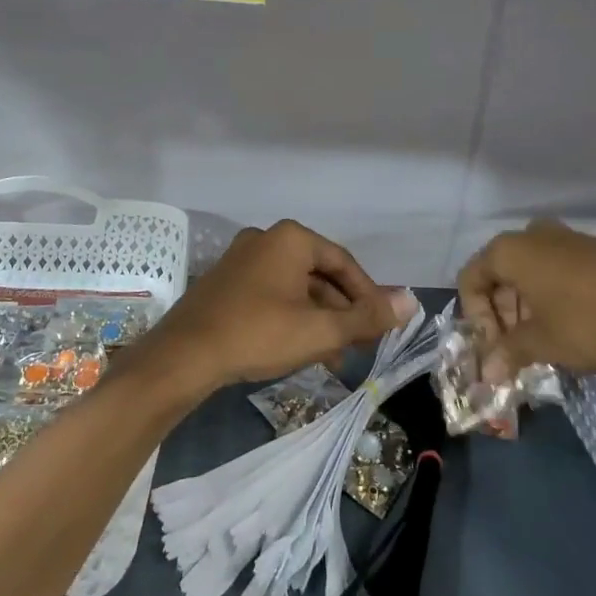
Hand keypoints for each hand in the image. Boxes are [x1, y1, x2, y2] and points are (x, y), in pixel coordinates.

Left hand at [148, 220, 417, 394]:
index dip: (368, 296)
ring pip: (296, 288)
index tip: (380, 326)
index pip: (344, 263)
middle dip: (342, 312)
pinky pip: (272, 294)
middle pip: (319, 274)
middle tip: (359, 345)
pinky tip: (302, 350)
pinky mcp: (226, 282)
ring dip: (319, 319)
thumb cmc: (258, 334)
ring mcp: (242, 259)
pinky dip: (292, 318)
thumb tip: (411, 301)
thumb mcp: (319, 329)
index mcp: (291, 239)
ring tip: (335, 356)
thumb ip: (367, 317)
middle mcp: (266, 239)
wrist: (184, 356)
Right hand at [456, 219, 595, 398]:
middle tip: (514, 347)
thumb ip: (507, 353)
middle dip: (503, 312)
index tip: (495, 347)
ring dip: (528, 305)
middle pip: (501, 273)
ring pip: (531, 271)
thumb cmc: (586, 323)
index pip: (472, 278)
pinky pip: (559, 268)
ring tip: (542, 340)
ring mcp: (568, 237)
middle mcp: (533, 234)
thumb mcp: (540, 342)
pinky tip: (569, 326)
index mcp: (509, 249)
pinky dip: (554, 295)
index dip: (476, 316)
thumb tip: (486, 374)